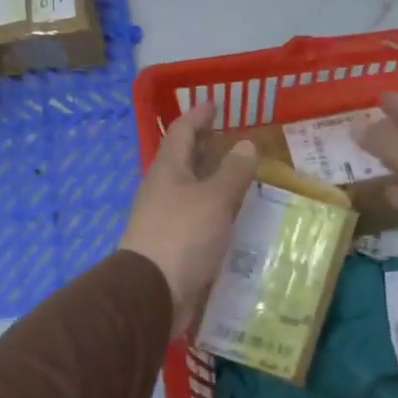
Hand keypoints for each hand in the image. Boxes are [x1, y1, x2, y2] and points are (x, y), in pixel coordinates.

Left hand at [119, 100, 258, 337]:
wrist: (151, 293)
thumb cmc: (182, 235)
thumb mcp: (215, 199)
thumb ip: (233, 171)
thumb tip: (245, 144)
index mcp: (168, 169)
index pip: (182, 131)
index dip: (198, 115)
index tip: (216, 104)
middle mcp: (162, 189)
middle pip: (184, 159)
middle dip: (206, 146)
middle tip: (233, 138)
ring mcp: (164, 217)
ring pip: (191, 189)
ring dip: (212, 179)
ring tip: (241, 176)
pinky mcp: (172, 243)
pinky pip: (196, 216)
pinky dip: (214, 209)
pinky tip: (234, 216)